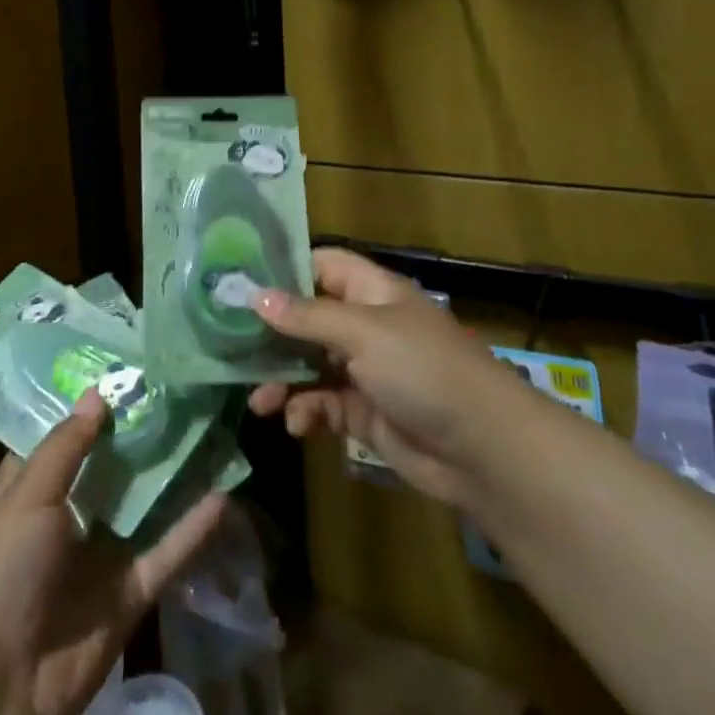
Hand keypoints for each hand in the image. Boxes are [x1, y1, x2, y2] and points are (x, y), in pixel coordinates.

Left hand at [0, 392, 227, 714]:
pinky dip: (192, 528)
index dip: (86, 405)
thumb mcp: (24, 499)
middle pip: (108, 466)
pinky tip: (225, 494)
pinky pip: (166, 552)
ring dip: (171, 474)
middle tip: (177, 386)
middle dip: (137, 431)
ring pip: (142, 504)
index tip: (122, 367)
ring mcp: (99, 555)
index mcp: (27, 492)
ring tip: (209, 427)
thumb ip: (65, 447)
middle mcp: (65, 517)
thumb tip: (97, 394)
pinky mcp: (128, 592)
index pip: (59, 438)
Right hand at [249, 247, 508, 510]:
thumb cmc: (423, 370)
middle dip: (272, 334)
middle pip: (307, 318)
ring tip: (260, 401)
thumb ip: (307, 316)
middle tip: (230, 348)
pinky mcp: (365, 412)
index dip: (283, 270)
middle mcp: (366, 325)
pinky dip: (307, 412)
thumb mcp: (363, 333)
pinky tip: (298, 425)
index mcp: (371, 292)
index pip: (321, 265)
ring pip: (309, 365)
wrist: (483, 449)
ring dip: (283, 380)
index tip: (239, 282)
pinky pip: (323, 404)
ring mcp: (365, 370)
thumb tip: (254, 294)